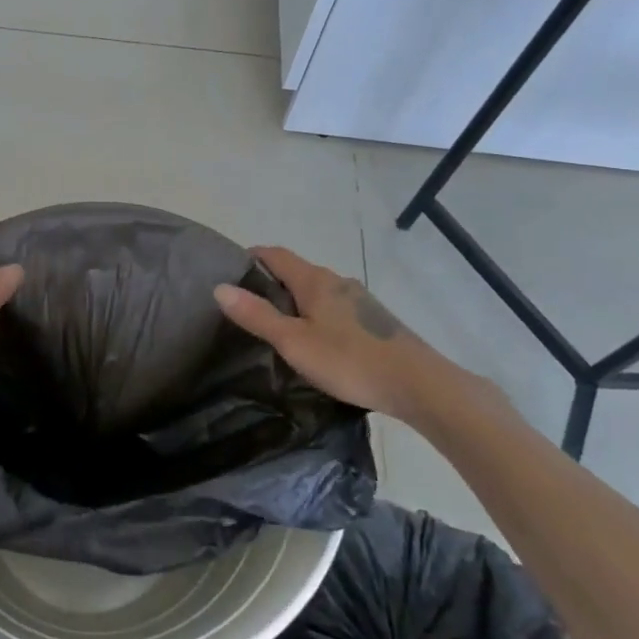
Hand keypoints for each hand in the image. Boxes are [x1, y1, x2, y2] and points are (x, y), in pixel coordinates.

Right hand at [213, 245, 453, 421]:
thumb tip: (219, 287)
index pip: (275, 254)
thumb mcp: (294, 342)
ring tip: (274, 324)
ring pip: (316, 290)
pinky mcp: (373, 320)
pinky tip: (313, 339)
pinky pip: (333, 307)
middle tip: (244, 304)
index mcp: (315, 280)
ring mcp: (359, 300)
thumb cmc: (349, 361)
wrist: (419, 384)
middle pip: (296, 271)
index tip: (229, 270)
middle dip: (269, 281)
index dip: (251, 257)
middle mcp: (337, 281)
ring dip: (293, 299)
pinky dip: (314, 313)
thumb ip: (257, 315)